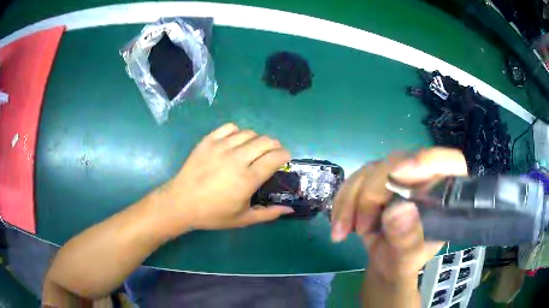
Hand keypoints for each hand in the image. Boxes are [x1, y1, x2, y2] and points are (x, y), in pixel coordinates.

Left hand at [158, 123, 293, 233]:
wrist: (181, 203)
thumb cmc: (213, 214)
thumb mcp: (243, 219)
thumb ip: (268, 213)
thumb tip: (289, 209)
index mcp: (248, 179)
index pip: (275, 157)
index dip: (285, 154)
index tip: (285, 158)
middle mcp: (237, 158)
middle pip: (265, 141)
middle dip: (275, 145)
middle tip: (273, 153)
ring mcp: (221, 147)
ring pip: (249, 133)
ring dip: (257, 139)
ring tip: (255, 148)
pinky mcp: (208, 141)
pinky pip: (229, 128)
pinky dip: (237, 132)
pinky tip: (235, 141)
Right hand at [331, 148, 467, 281]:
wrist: (385, 262)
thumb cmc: (403, 262)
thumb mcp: (407, 260)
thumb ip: (407, 240)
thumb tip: (397, 210)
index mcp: (445, 195)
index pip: (450, 163)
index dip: (428, 161)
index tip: (399, 174)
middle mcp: (425, 177)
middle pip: (400, 163)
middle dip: (373, 194)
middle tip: (361, 227)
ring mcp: (401, 175)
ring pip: (373, 169)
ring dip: (352, 200)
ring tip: (343, 232)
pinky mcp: (379, 178)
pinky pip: (356, 179)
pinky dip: (343, 201)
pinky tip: (340, 224)